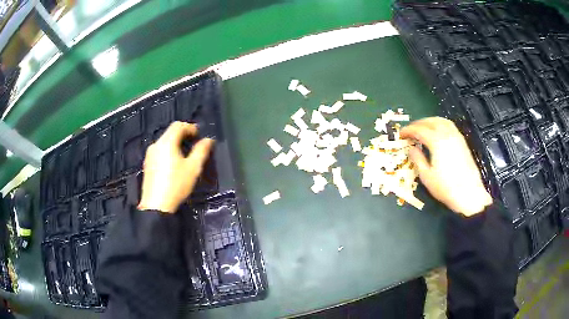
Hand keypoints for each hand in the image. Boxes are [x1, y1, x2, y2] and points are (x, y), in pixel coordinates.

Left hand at [139, 122, 214, 212]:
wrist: (156, 205)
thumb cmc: (176, 185)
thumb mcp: (193, 168)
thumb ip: (201, 151)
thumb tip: (208, 140)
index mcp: (166, 142)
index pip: (178, 125)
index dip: (190, 127)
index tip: (199, 135)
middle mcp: (156, 145)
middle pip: (170, 132)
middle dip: (183, 135)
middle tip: (194, 143)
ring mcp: (149, 155)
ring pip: (164, 142)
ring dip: (175, 143)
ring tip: (185, 154)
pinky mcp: (147, 164)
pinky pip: (159, 151)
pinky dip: (168, 151)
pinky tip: (173, 163)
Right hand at [400, 117, 491, 216]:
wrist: (469, 194)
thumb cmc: (446, 187)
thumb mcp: (427, 176)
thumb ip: (418, 159)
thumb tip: (411, 149)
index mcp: (436, 141)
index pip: (419, 130)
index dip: (408, 130)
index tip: (401, 134)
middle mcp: (447, 135)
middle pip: (430, 121)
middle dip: (418, 123)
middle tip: (410, 130)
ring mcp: (457, 137)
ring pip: (441, 121)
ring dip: (430, 121)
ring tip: (423, 128)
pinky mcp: (463, 142)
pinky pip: (449, 126)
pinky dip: (440, 124)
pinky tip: (438, 132)